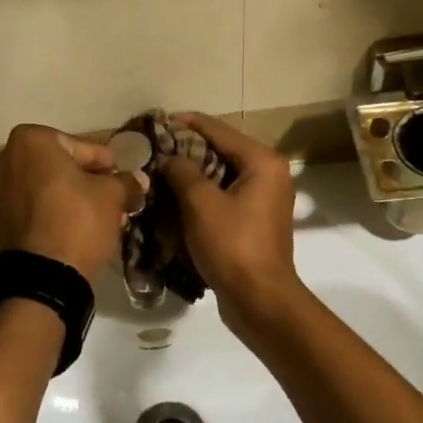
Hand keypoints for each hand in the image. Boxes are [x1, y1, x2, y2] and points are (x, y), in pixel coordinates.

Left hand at [0, 124, 138, 281]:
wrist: (44, 274)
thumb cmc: (78, 219)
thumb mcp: (113, 196)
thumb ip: (127, 182)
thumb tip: (140, 179)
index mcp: (31, 140)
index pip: (82, 146)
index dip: (106, 164)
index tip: (122, 177)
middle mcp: (7, 157)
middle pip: (63, 166)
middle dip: (91, 182)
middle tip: (116, 197)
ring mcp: (0, 188)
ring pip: (51, 186)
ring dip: (78, 198)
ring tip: (107, 216)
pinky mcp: (1, 217)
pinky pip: (38, 205)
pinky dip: (59, 210)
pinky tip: (85, 226)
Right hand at [161, 112, 302, 325]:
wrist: (259, 300)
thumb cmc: (232, 246)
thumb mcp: (200, 203)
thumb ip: (182, 171)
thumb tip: (169, 157)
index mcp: (262, 161)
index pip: (218, 130)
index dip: (186, 124)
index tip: (156, 122)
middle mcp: (269, 173)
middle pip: (222, 150)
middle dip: (187, 150)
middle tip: (153, 150)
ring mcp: (264, 198)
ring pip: (221, 175)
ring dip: (192, 174)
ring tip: (159, 172)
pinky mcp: (255, 220)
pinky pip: (224, 197)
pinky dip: (202, 195)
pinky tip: (175, 199)